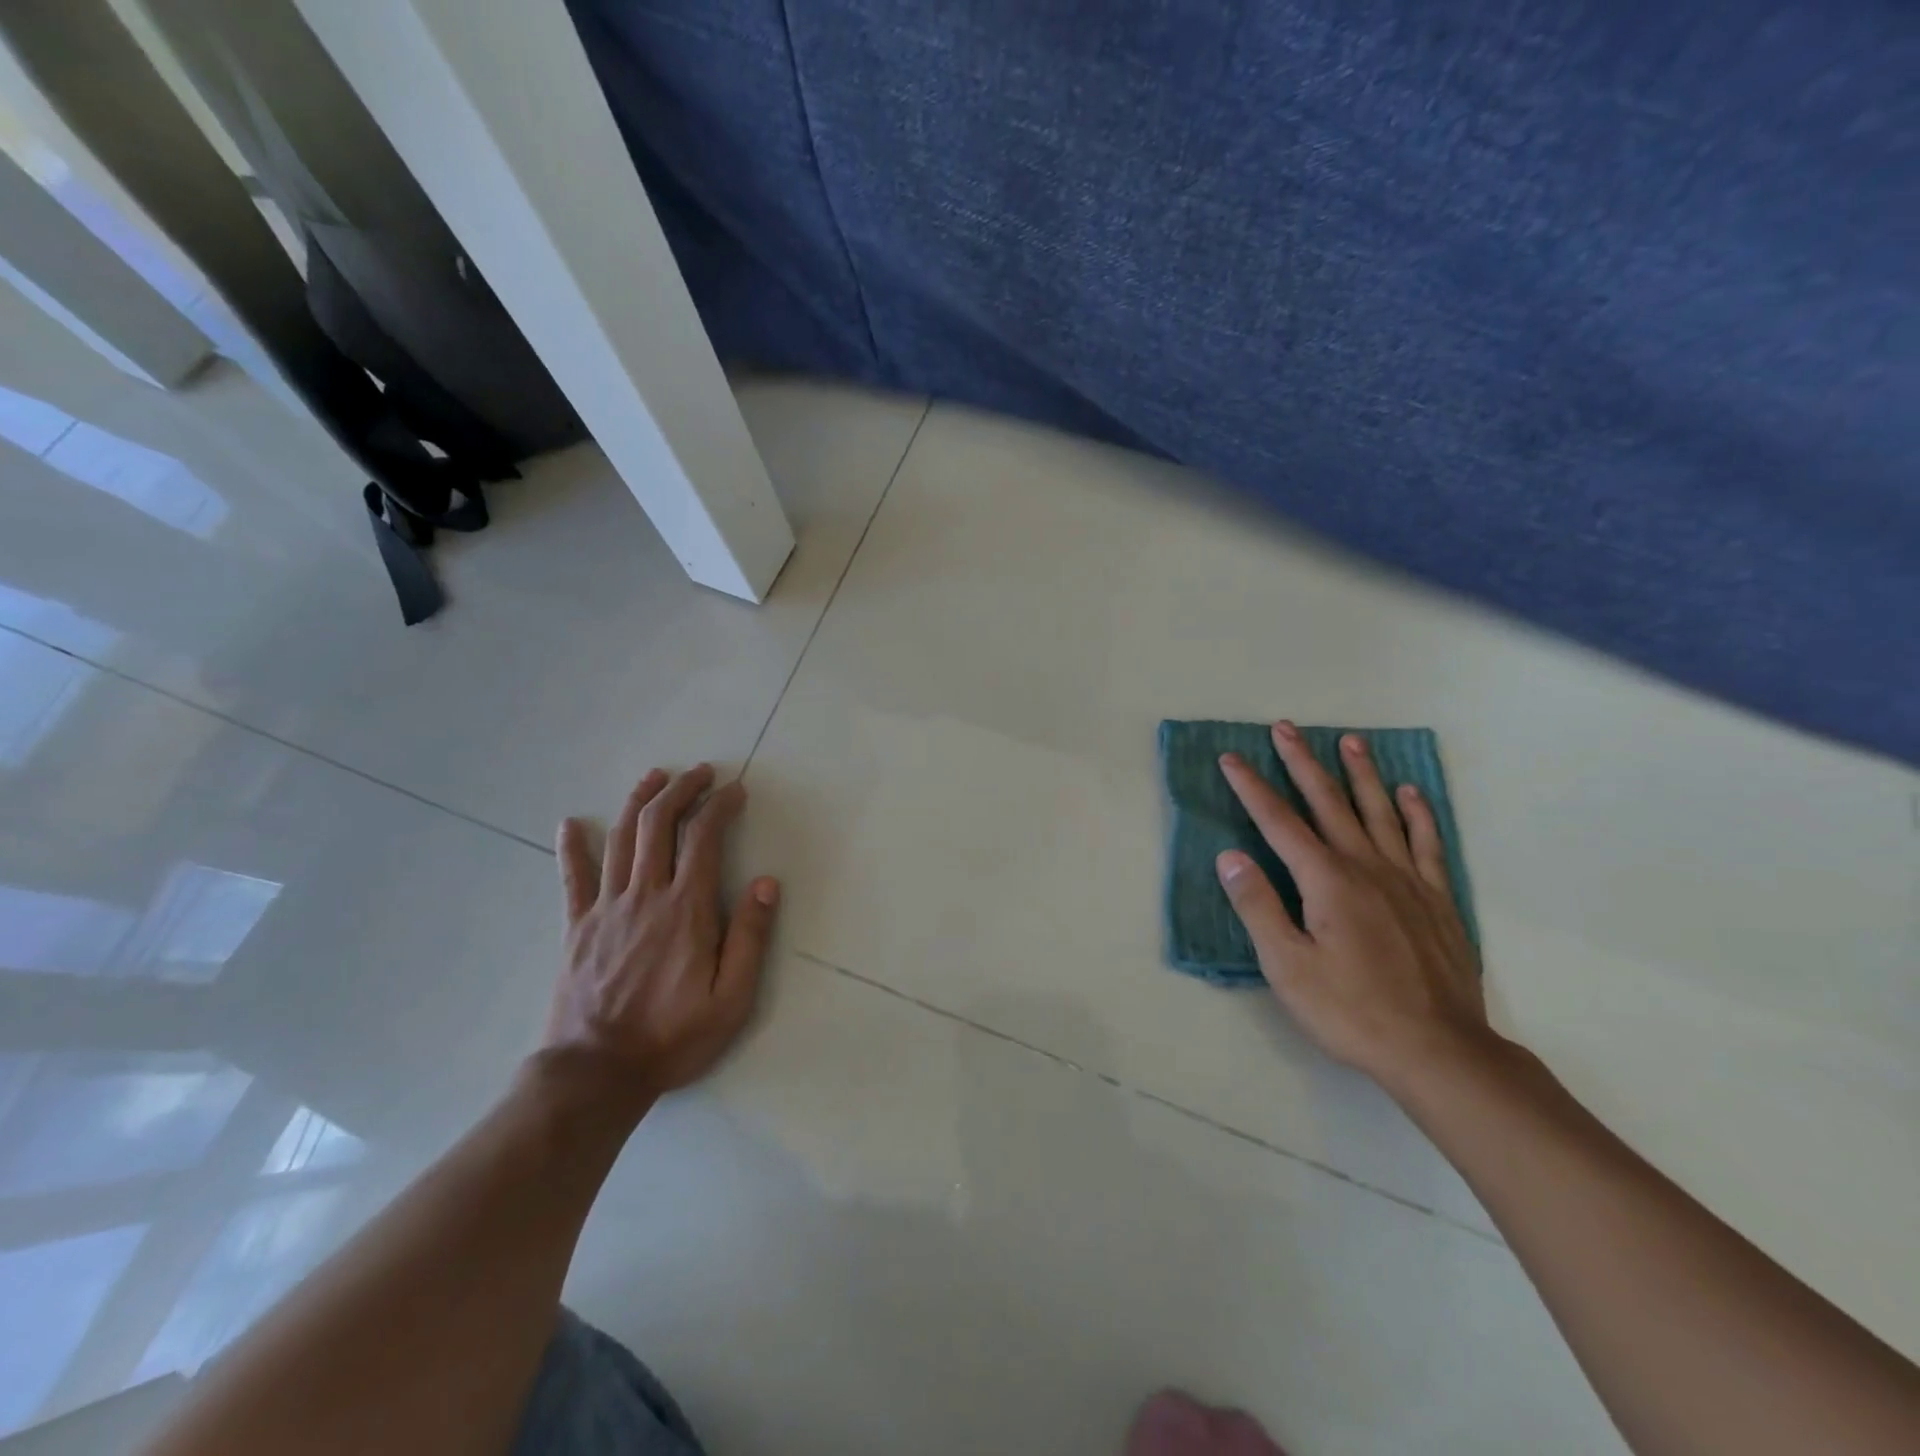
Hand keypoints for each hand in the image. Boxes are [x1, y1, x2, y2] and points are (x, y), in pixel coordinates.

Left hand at [543, 765, 779, 1101]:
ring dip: (639, 800)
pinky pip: (573, 877)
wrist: (596, 1073)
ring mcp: (606, 907)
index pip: (704, 837)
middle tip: (700, 772)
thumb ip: (751, 937)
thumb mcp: (732, 997)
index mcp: (687, 909)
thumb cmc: (673, 1036)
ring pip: (621, 838)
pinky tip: (571, 823)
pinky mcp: (577, 926)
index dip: (720, 805)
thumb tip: (767, 883)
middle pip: (659, 824)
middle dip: (681, 789)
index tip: (735, 790)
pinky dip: (573, 846)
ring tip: (655, 777)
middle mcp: (646, 895)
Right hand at [1215, 721, 1495, 1092]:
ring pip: (1379, 812)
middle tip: (1286, 727)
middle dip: (1302, 762)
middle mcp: (1366, 866)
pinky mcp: (1437, 899)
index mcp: (1326, 880)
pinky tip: (1410, 792)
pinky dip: (1417, 813)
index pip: (1279, 822)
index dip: (1252, 788)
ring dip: (1361, 773)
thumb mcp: (1286, 966)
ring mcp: (1407, 879)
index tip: (1231, 758)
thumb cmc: (1350, 1010)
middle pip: (1328, 802)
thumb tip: (1229, 856)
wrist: (1439, 1050)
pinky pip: (1426, 843)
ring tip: (1350, 740)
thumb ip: (1257, 906)